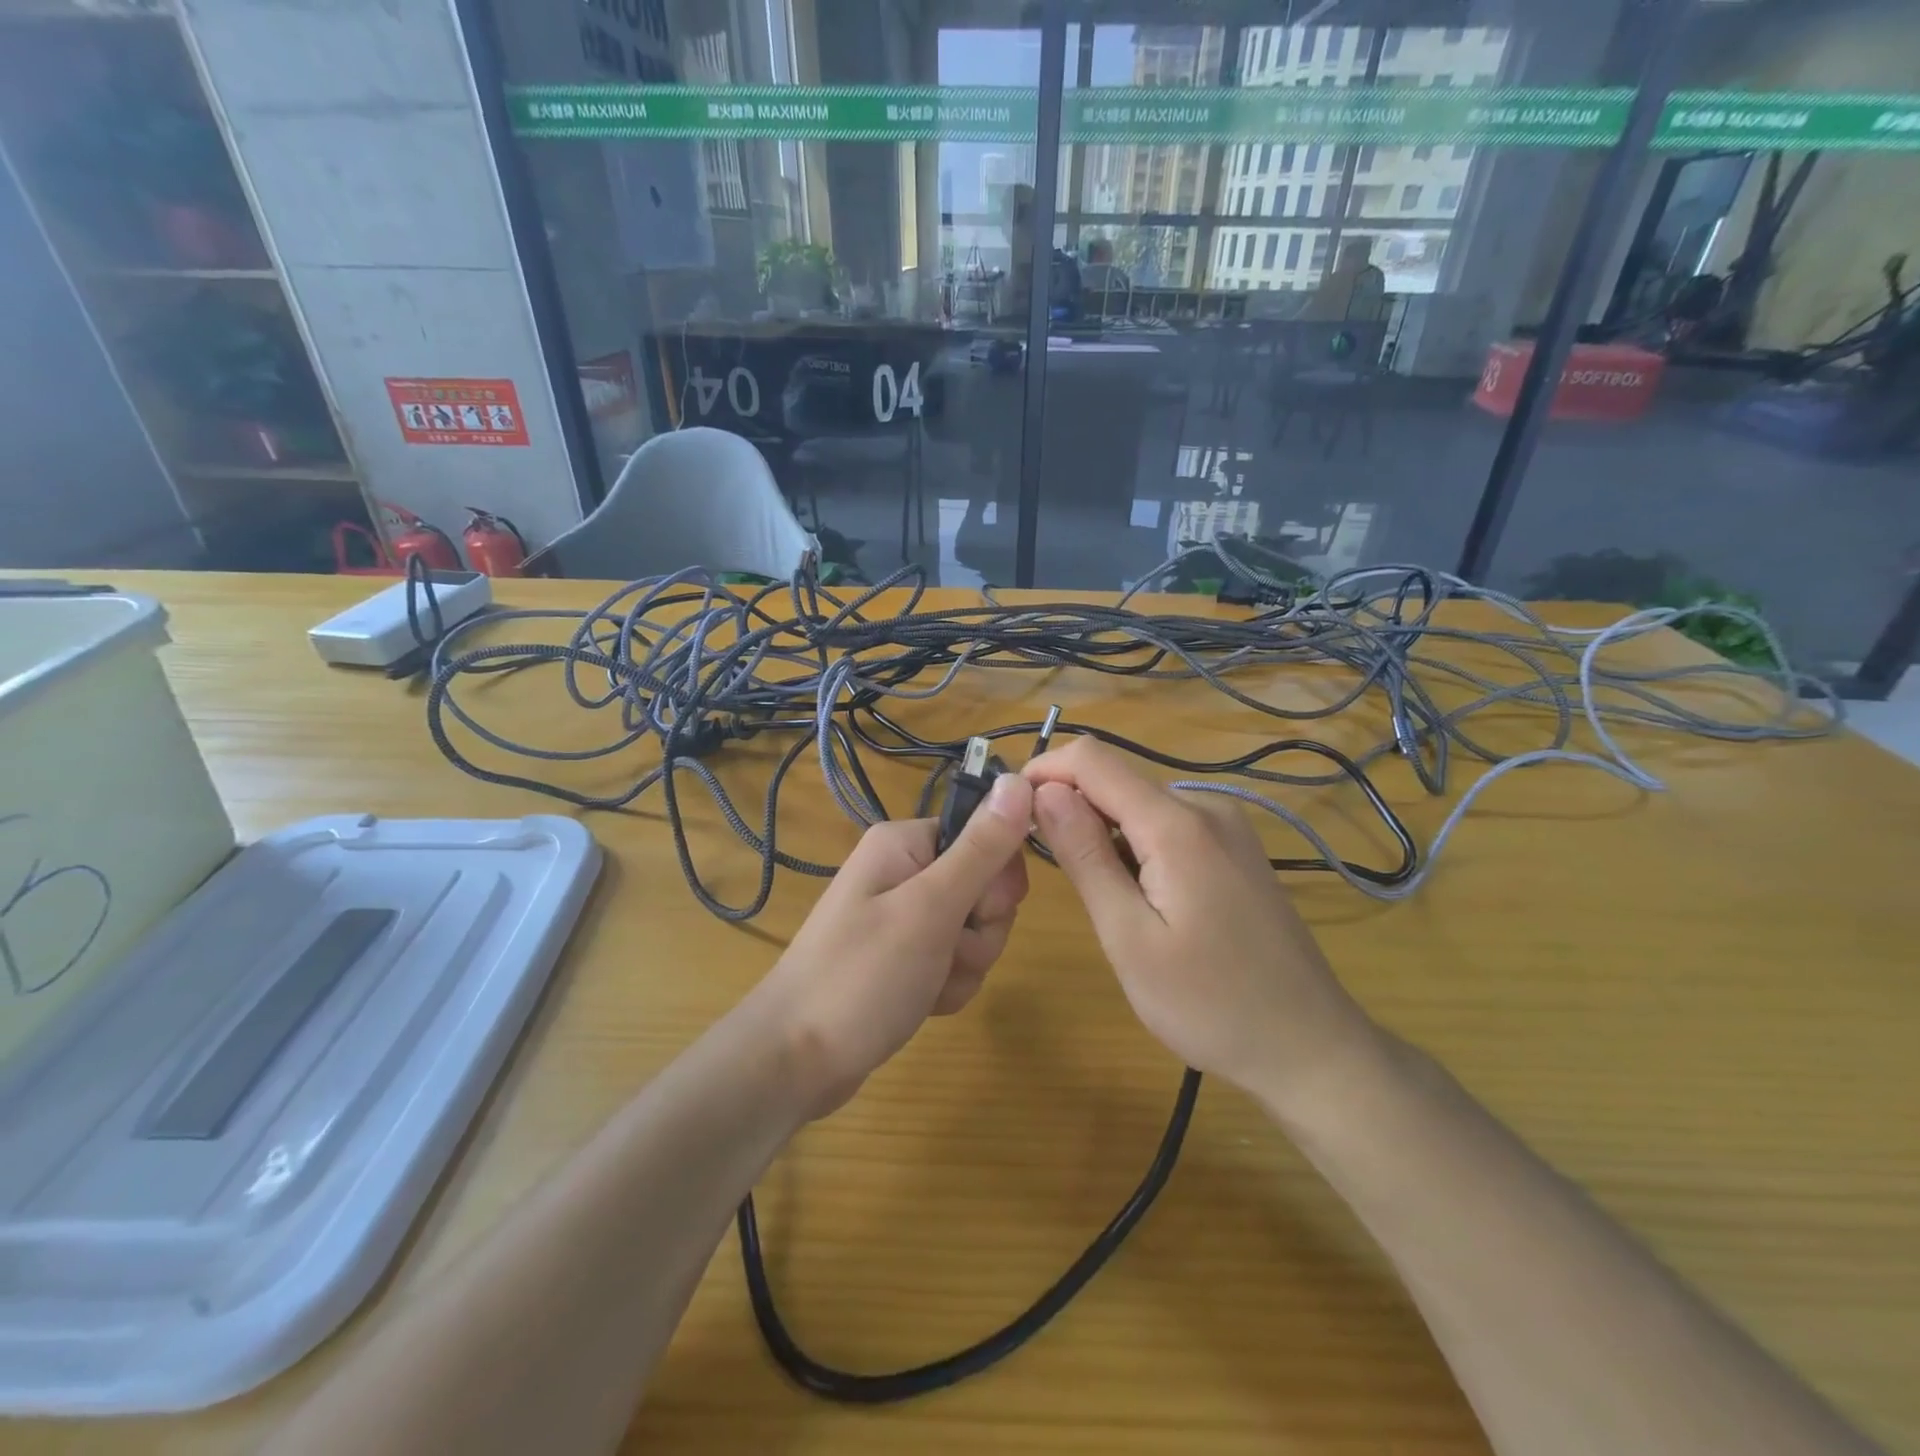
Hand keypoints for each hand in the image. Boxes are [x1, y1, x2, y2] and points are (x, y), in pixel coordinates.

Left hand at [754, 774, 1033, 1120]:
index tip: (972, 914)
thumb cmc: (862, 976)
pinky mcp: (906, 955)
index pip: (986, 837)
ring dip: (964, 965)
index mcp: (906, 843)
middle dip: (978, 932)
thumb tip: (1020, 779)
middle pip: (985, 888)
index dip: (994, 881)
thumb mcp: (930, 908)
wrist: (796, 1061)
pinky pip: (955, 960)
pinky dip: (948, 985)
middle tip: (943, 953)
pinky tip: (921, 1001)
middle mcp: (905, 870)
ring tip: (925, 984)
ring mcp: (904, 915)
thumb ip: (981, 847)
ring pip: (976, 930)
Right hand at [1024, 738, 1378, 1106]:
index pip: (1093, 760)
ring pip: (1140, 805)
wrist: (1308, 1047)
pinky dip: (1136, 846)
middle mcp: (1206, 807)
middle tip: (1052, 874)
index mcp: (1177, 824)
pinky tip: (1141, 899)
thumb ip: (1085, 856)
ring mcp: (1228, 826)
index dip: (1043, 772)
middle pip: (1117, 781)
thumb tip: (1044, 791)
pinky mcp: (1236, 848)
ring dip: (1104, 833)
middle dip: (1072, 809)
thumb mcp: (1129, 937)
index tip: (1011, 810)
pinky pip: (1168, 826)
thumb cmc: (1209, 1004)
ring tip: (1100, 899)